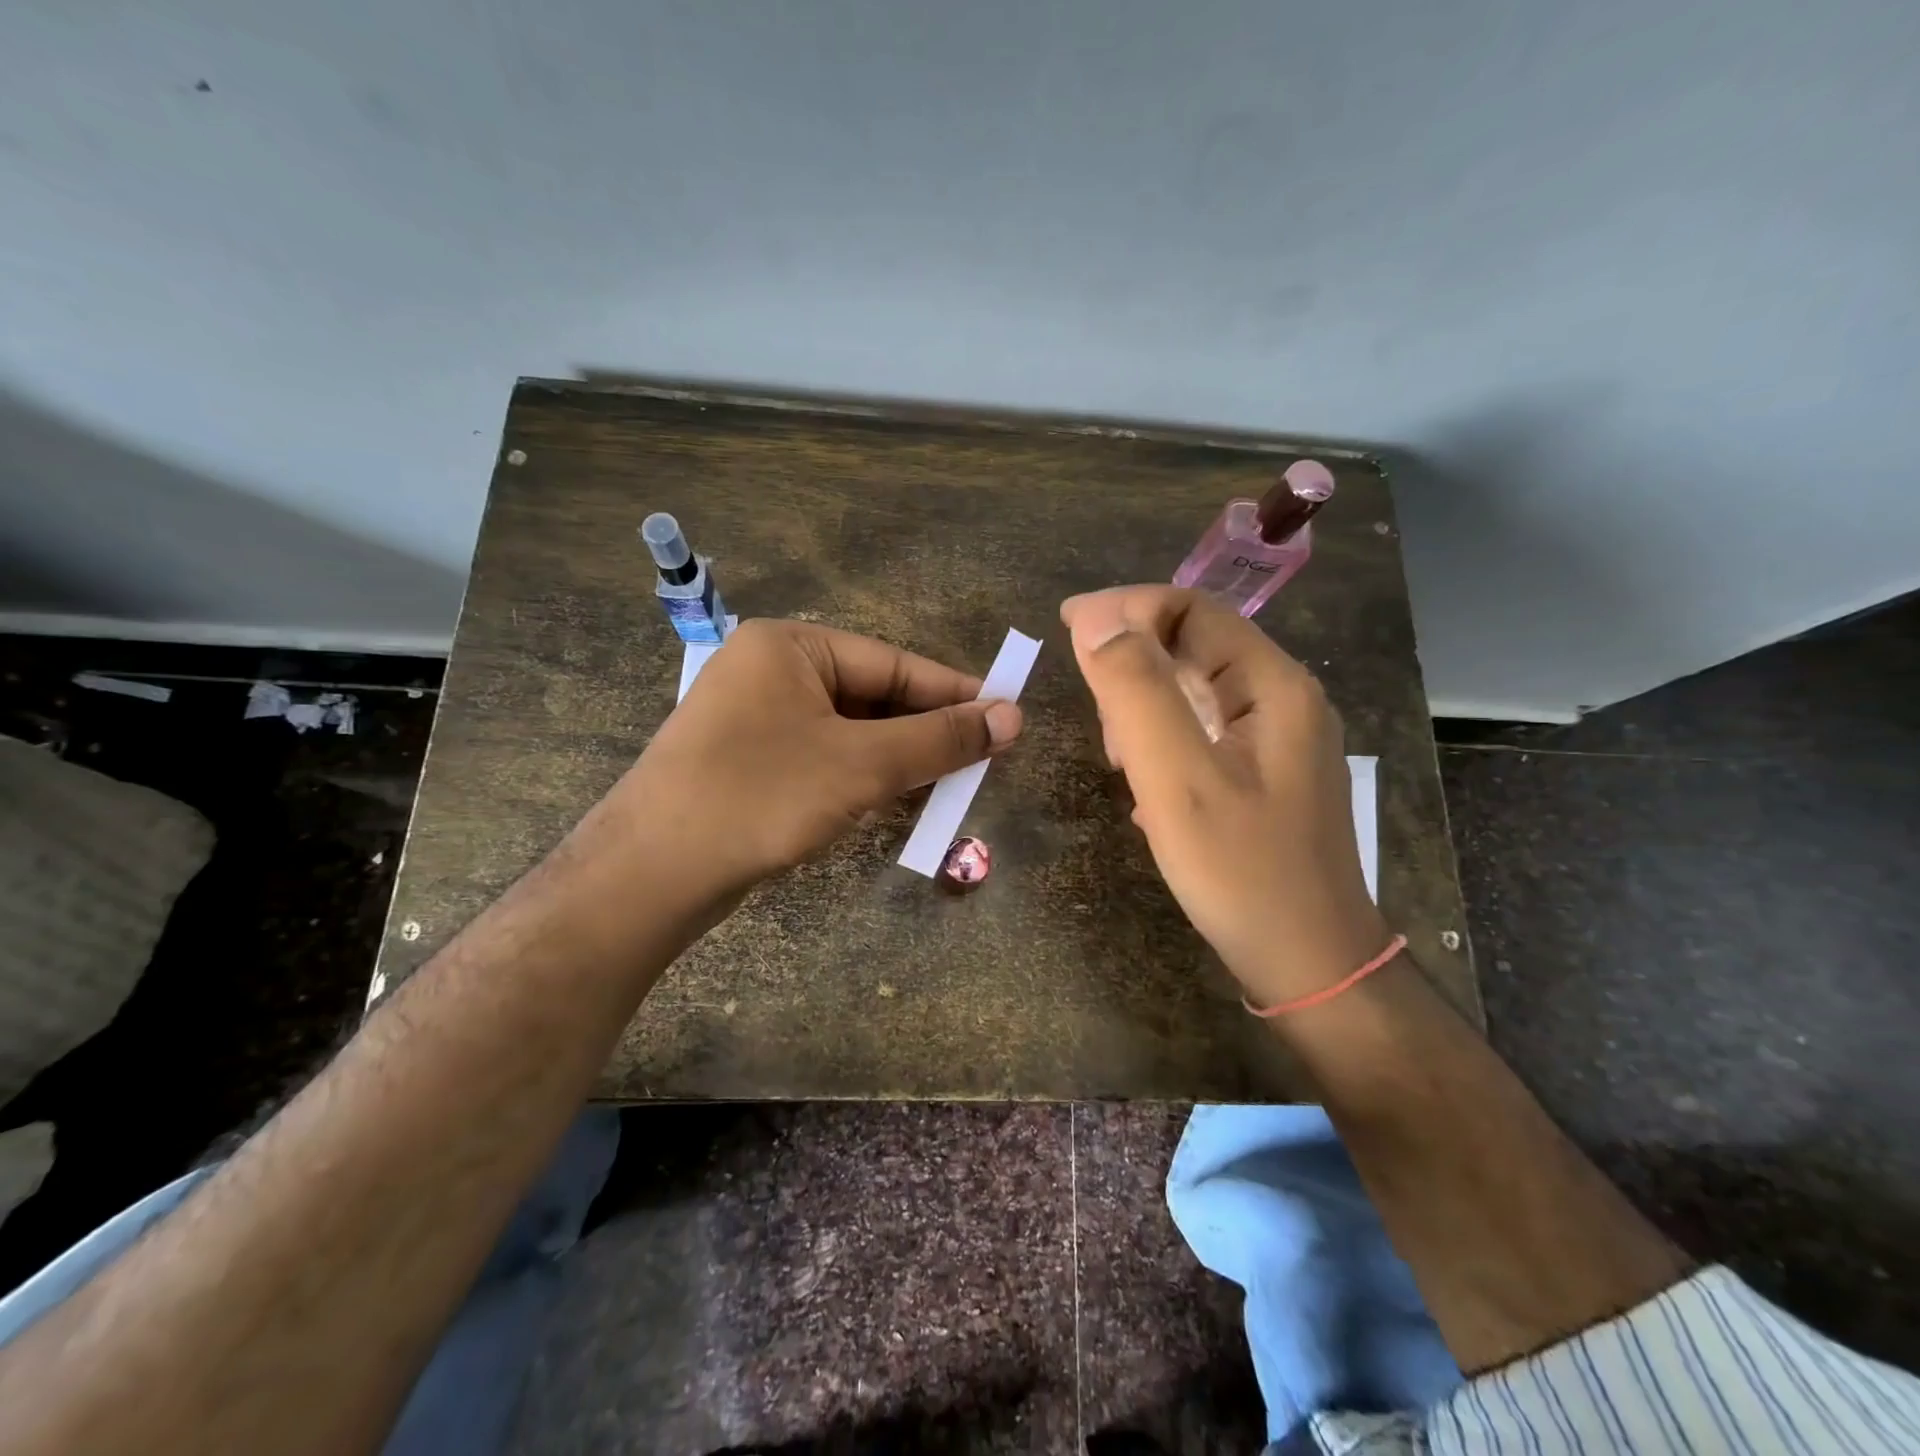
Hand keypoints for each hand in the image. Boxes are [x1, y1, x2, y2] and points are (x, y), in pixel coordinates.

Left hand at [615, 618, 1022, 898]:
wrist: (652, 875)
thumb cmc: (762, 797)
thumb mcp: (863, 764)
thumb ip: (940, 739)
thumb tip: (1013, 717)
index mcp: (792, 646)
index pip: (894, 663)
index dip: (955, 693)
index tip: (1008, 716)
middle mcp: (772, 671)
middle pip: (874, 696)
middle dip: (927, 732)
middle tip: (985, 759)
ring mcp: (757, 718)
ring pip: (852, 732)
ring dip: (900, 759)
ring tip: (953, 784)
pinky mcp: (751, 761)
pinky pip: (825, 757)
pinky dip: (864, 777)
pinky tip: (899, 801)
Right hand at [1060, 586, 1388, 1007]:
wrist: (1309, 963)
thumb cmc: (1242, 872)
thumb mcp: (1179, 779)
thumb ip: (1137, 693)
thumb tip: (1096, 621)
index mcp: (1273, 686)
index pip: (1192, 609)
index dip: (1124, 608)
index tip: (1065, 627)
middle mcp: (1283, 700)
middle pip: (1195, 645)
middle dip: (1132, 663)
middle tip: (1092, 710)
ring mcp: (1278, 740)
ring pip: (1195, 689)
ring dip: (1144, 705)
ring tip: (1117, 755)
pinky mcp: (1265, 774)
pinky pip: (1203, 731)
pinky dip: (1163, 740)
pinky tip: (1145, 783)